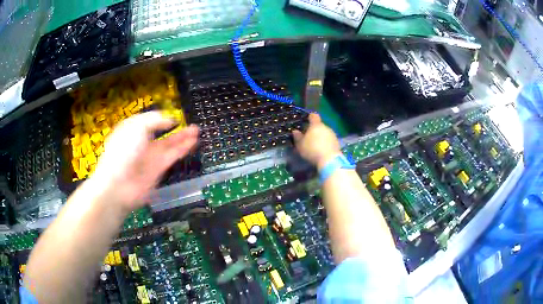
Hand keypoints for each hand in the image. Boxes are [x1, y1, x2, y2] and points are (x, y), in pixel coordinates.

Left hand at [88, 111, 198, 212]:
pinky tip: (192, 142)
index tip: (172, 116)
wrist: (119, 185)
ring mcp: (149, 157)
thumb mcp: (136, 127)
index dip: (158, 118)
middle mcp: (141, 143)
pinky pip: (172, 156)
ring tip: (196, 131)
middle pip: (160, 133)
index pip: (146, 122)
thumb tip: (169, 120)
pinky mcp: (158, 169)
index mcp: (131, 131)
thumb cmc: (123, 150)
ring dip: (183, 137)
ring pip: (169, 145)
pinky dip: (182, 149)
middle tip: (190, 124)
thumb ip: (154, 120)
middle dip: (175, 128)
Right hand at [292, 113, 341, 169]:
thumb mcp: (300, 145)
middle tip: (309, 136)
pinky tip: (322, 150)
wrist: (329, 160)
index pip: (314, 116)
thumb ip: (297, 137)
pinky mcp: (337, 142)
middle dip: (315, 130)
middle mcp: (326, 127)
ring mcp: (333, 135)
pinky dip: (326, 143)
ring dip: (321, 137)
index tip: (307, 120)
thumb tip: (295, 131)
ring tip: (316, 145)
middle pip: (319, 125)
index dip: (310, 117)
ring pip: (325, 133)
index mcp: (316, 125)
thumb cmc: (312, 150)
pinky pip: (329, 140)